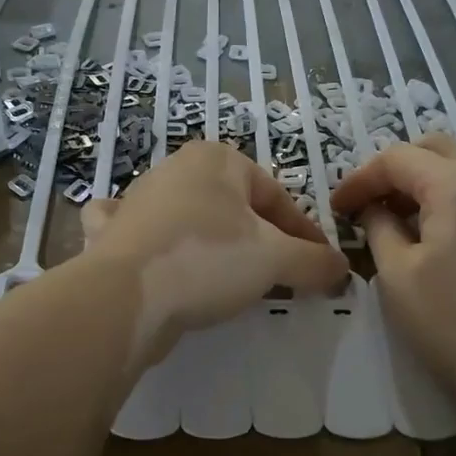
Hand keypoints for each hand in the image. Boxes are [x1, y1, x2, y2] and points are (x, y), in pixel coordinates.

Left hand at [80, 141, 348, 361]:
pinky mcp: (113, 234)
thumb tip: (342, 268)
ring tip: (233, 279)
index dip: (305, 234)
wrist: (125, 296)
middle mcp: (175, 169)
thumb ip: (314, 261)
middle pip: (235, 208)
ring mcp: (138, 200)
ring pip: (190, 218)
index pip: (276, 197)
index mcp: (218, 159)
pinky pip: (140, 231)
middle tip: (281, 276)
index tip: (322, 266)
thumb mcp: (275, 260)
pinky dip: (151, 240)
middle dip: (261, 240)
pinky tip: (157, 255)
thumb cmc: (208, 259)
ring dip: (214, 243)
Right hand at [331, 133, 455, 433]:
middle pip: (434, 148)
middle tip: (371, 204)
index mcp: (455, 186)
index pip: (396, 159)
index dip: (360, 179)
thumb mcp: (397, 277)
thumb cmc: (455, 326)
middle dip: (395, 169)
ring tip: (404, 218)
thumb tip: (374, 210)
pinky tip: (443, 234)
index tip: (338, 208)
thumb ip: (379, 229)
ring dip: (427, 180)